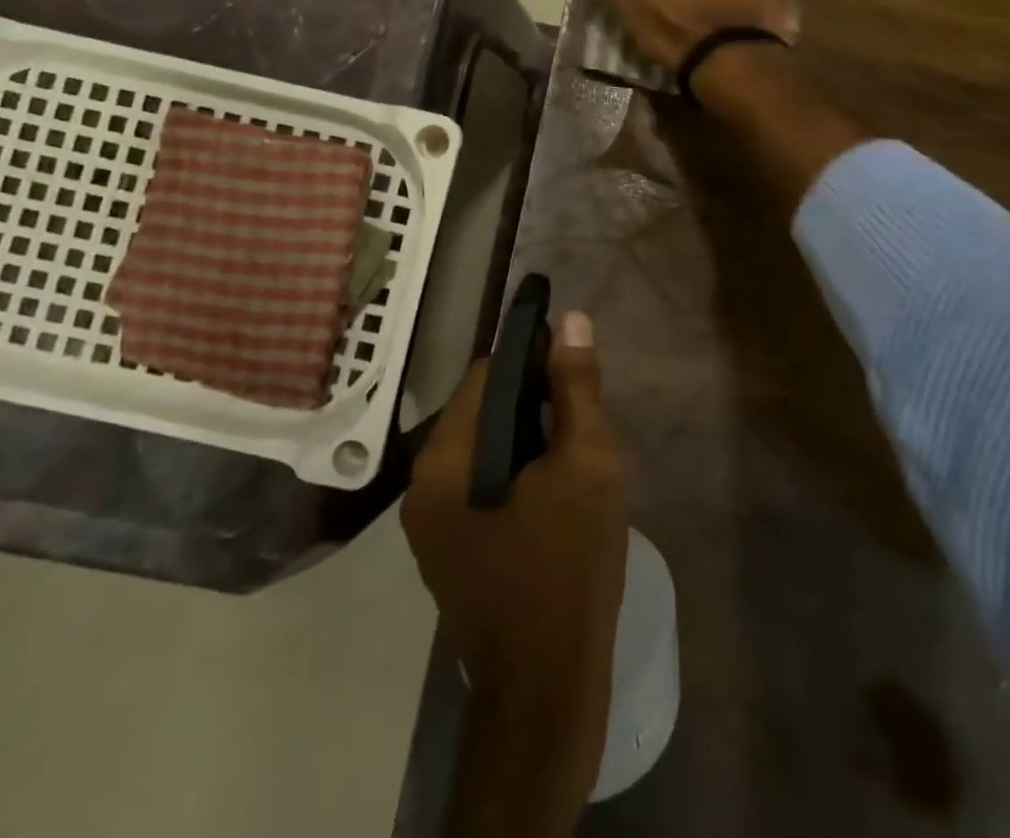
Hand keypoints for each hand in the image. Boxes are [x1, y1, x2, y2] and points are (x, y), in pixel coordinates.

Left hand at [402, 311, 628, 832]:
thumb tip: (572, 321)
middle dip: (532, 402)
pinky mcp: (444, 550)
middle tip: (581, 419)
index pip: (486, 373)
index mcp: (445, 458)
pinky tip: (550, 493)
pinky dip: (512, 472)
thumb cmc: (569, 566)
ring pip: (481, 447)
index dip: (533, 359)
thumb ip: (577, 388)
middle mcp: (422, 483)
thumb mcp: (587, 464)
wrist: (546, 688)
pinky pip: (477, 484)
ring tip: (571, 454)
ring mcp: (427, 522)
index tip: (574, 368)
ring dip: (525, 437)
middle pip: (480, 409)